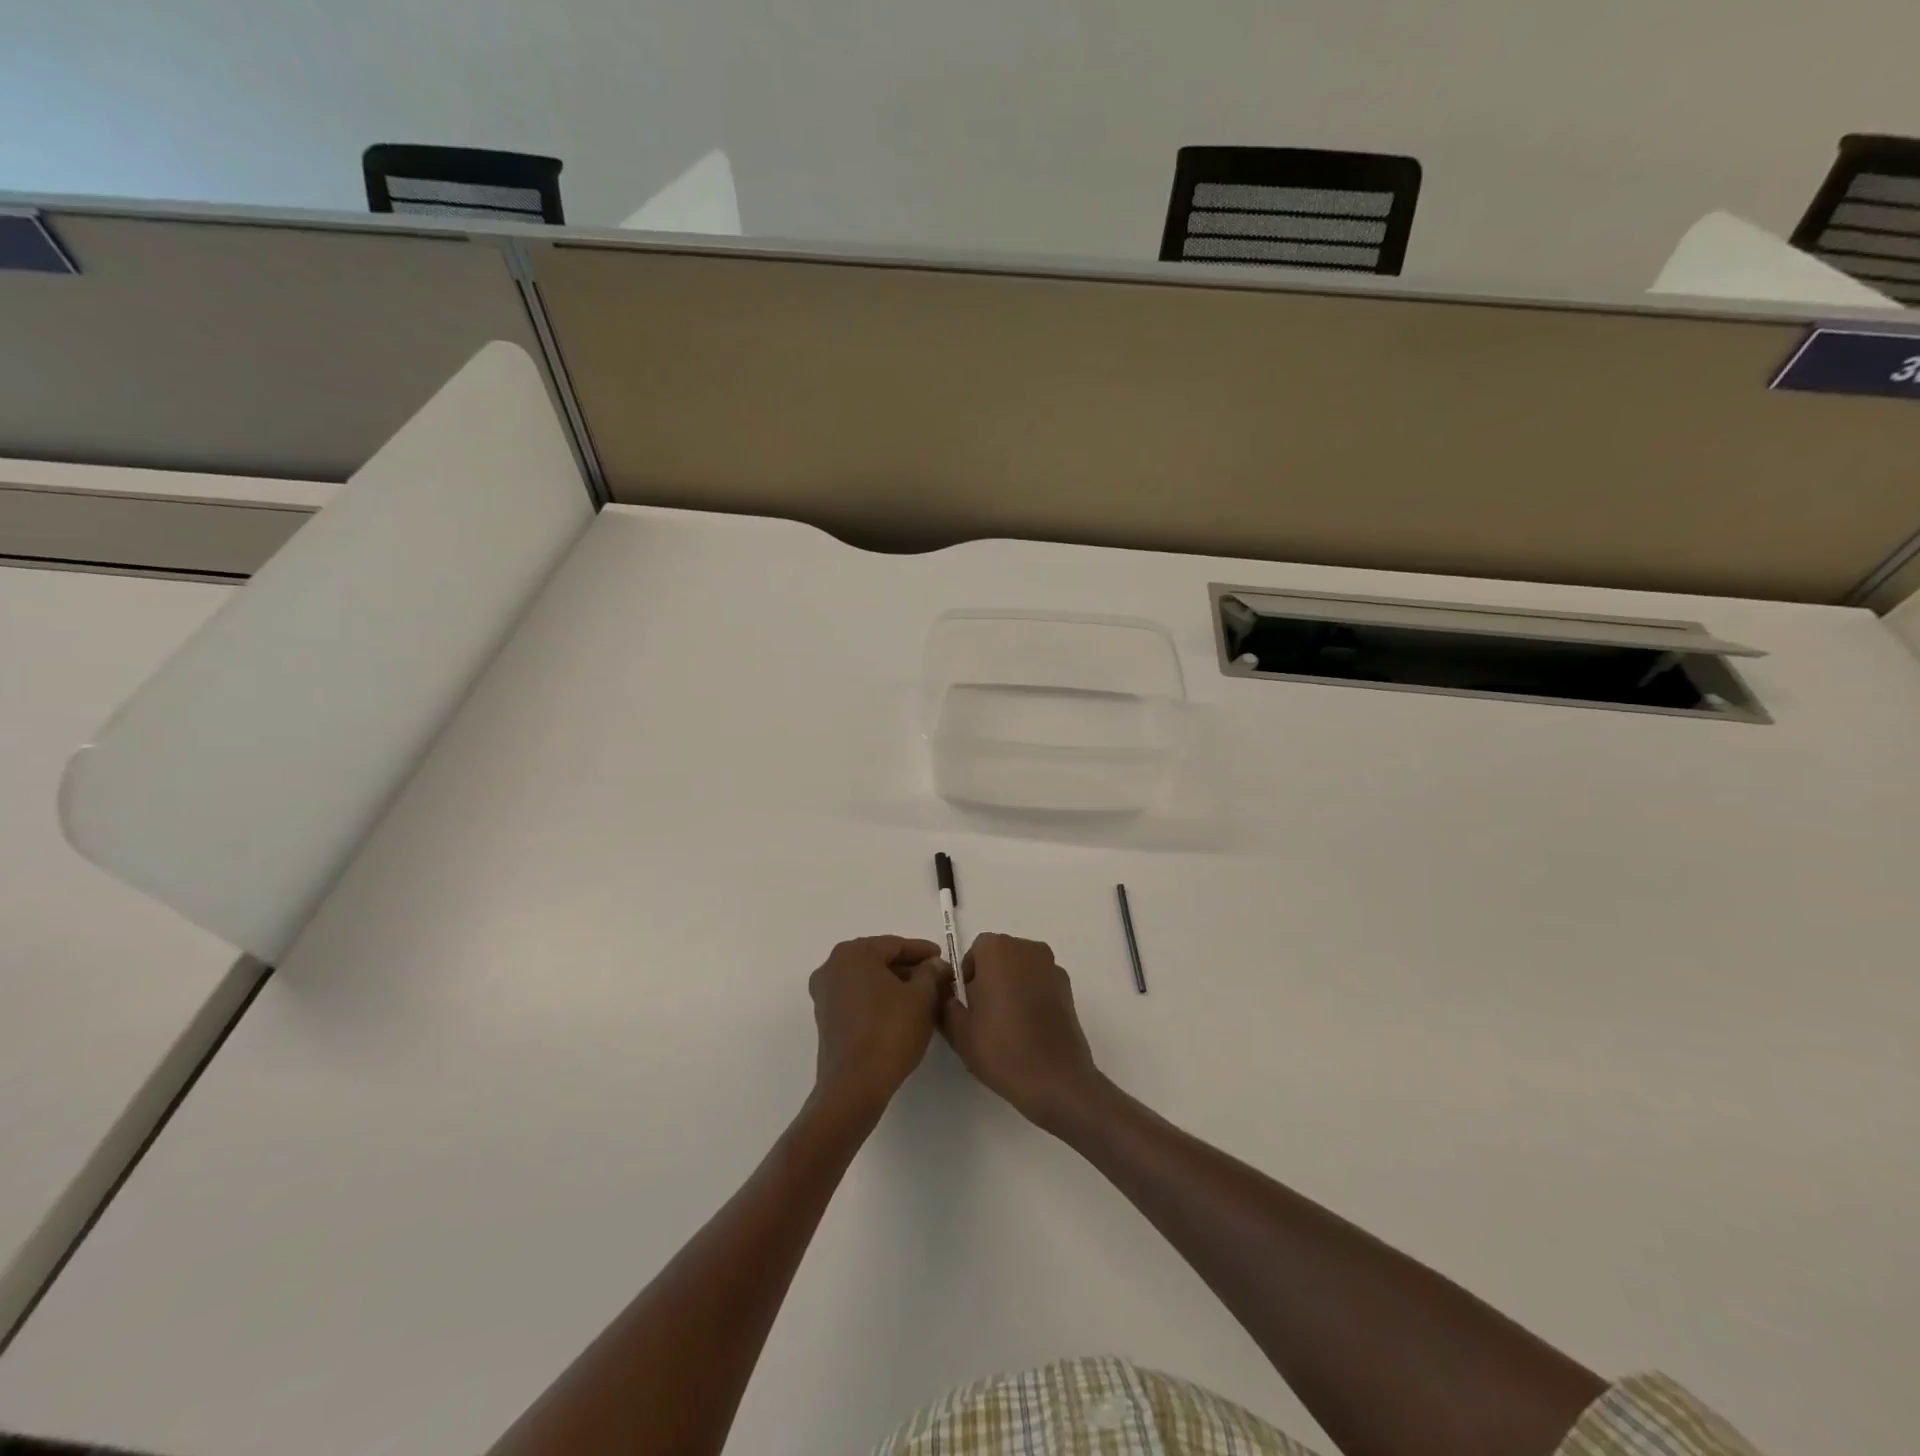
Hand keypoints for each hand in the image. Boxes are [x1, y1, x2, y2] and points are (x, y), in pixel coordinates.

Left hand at [808, 936, 949, 1111]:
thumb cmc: (890, 1032)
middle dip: (909, 968)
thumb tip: (935, 964)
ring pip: (868, 979)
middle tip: (936, 978)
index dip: (923, 952)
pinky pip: (858, 997)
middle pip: (880, 960)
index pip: (896, 945)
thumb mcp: (922, 997)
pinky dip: (879, 999)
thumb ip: (931, 973)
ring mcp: (825, 993)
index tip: (944, 959)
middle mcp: (833, 966)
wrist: (854, 1086)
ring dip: (895, 984)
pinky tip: (901, 1011)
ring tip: (924, 996)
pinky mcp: (826, 1017)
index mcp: (854, 953)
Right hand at [940, 933, 1106, 1131]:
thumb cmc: (1002, 1049)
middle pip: (1000, 955)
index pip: (976, 950)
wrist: (1056, 1080)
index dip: (968, 976)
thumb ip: (945, 1002)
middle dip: (990, 978)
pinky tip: (1029, 1029)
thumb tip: (946, 992)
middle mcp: (1028, 948)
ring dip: (1012, 986)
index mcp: (998, 950)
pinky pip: (1041, 983)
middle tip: (984, 1015)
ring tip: (1007, 1025)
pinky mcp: (1069, 988)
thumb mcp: (959, 1030)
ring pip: (1022, 969)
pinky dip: (1032, 996)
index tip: (968, 1004)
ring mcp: (1052, 967)